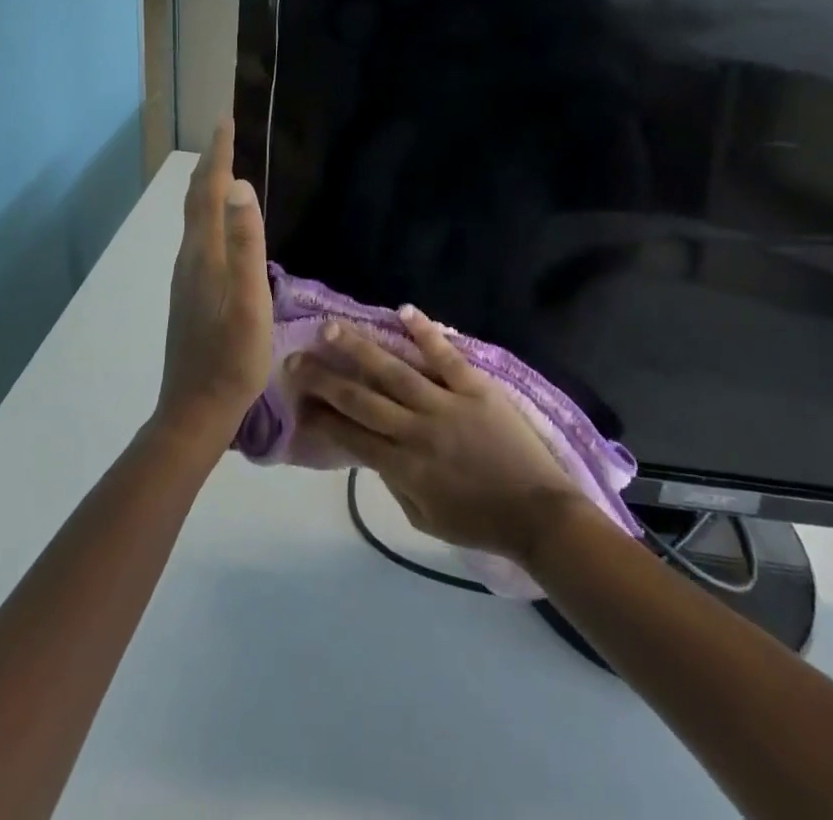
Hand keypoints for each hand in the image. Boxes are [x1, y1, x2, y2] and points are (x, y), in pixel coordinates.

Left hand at [156, 121, 272, 451]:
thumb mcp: (249, 300)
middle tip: (226, 134)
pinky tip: (222, 225)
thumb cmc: (232, 357)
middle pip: (196, 200)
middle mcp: (189, 258)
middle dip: (210, 163)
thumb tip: (238, 186)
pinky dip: (209, 213)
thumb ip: (245, 243)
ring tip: (225, 168)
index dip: (217, 155)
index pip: (208, 191)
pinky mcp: (191, 293)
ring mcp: (187, 278)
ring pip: (195, 219)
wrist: (195, 410)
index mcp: (203, 254)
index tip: (225, 120)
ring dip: (208, 187)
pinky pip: (200, 237)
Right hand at [290, 308, 588, 566]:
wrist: (538, 513)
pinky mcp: (476, 387)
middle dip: (324, 379)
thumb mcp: (424, 516)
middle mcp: (417, 431)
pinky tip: (403, 310)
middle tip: (296, 358)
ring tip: (331, 329)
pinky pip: (445, 356)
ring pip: (395, 371)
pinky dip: (425, 332)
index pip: (350, 436)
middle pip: (362, 399)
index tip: (295, 400)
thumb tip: (369, 447)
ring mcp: (447, 404)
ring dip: (360, 349)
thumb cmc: (478, 521)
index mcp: (404, 467)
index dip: (320, 417)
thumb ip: (393, 481)